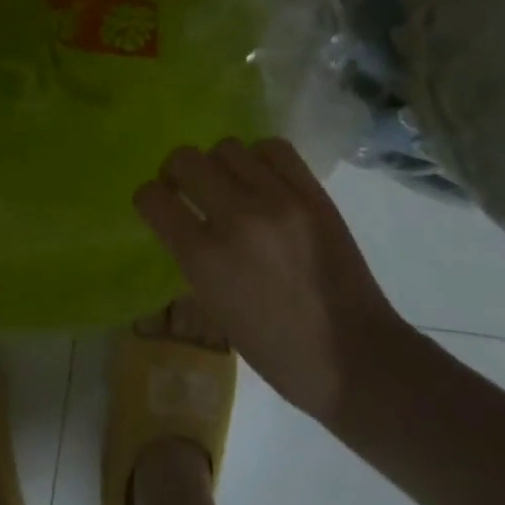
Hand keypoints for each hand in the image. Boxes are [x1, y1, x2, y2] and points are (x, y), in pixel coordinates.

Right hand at [133, 138, 411, 425]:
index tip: (158, 205)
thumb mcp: (215, 308)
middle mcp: (235, 218)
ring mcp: (277, 200)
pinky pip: (273, 148)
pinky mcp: (312, 194)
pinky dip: (260, 158)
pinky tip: (264, 179)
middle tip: (188, 188)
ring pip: (226, 147)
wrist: (355, 357)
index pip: (152, 198)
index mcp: (204, 258)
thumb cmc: (277, 350)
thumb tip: (181, 221)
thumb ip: (192, 256)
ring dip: (219, 164)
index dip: (149, 198)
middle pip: (184, 159)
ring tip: (232, 185)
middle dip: (176, 172)